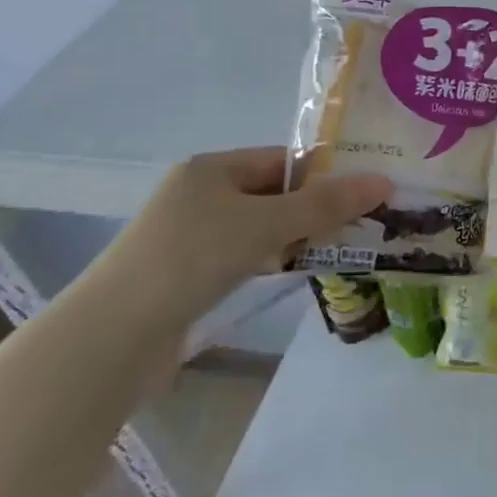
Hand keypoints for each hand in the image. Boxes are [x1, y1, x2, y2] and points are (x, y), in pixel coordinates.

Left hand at [90, 148, 390, 330]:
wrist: (113, 336)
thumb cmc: (192, 258)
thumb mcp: (266, 224)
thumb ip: (325, 204)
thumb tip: (383, 181)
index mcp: (212, 169)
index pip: (282, 160)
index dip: (324, 173)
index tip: (364, 193)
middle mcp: (199, 194)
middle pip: (273, 193)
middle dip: (315, 208)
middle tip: (362, 223)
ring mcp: (190, 236)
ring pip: (259, 227)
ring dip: (295, 237)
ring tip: (339, 249)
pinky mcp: (187, 275)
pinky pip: (243, 256)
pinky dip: (270, 260)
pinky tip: (293, 272)